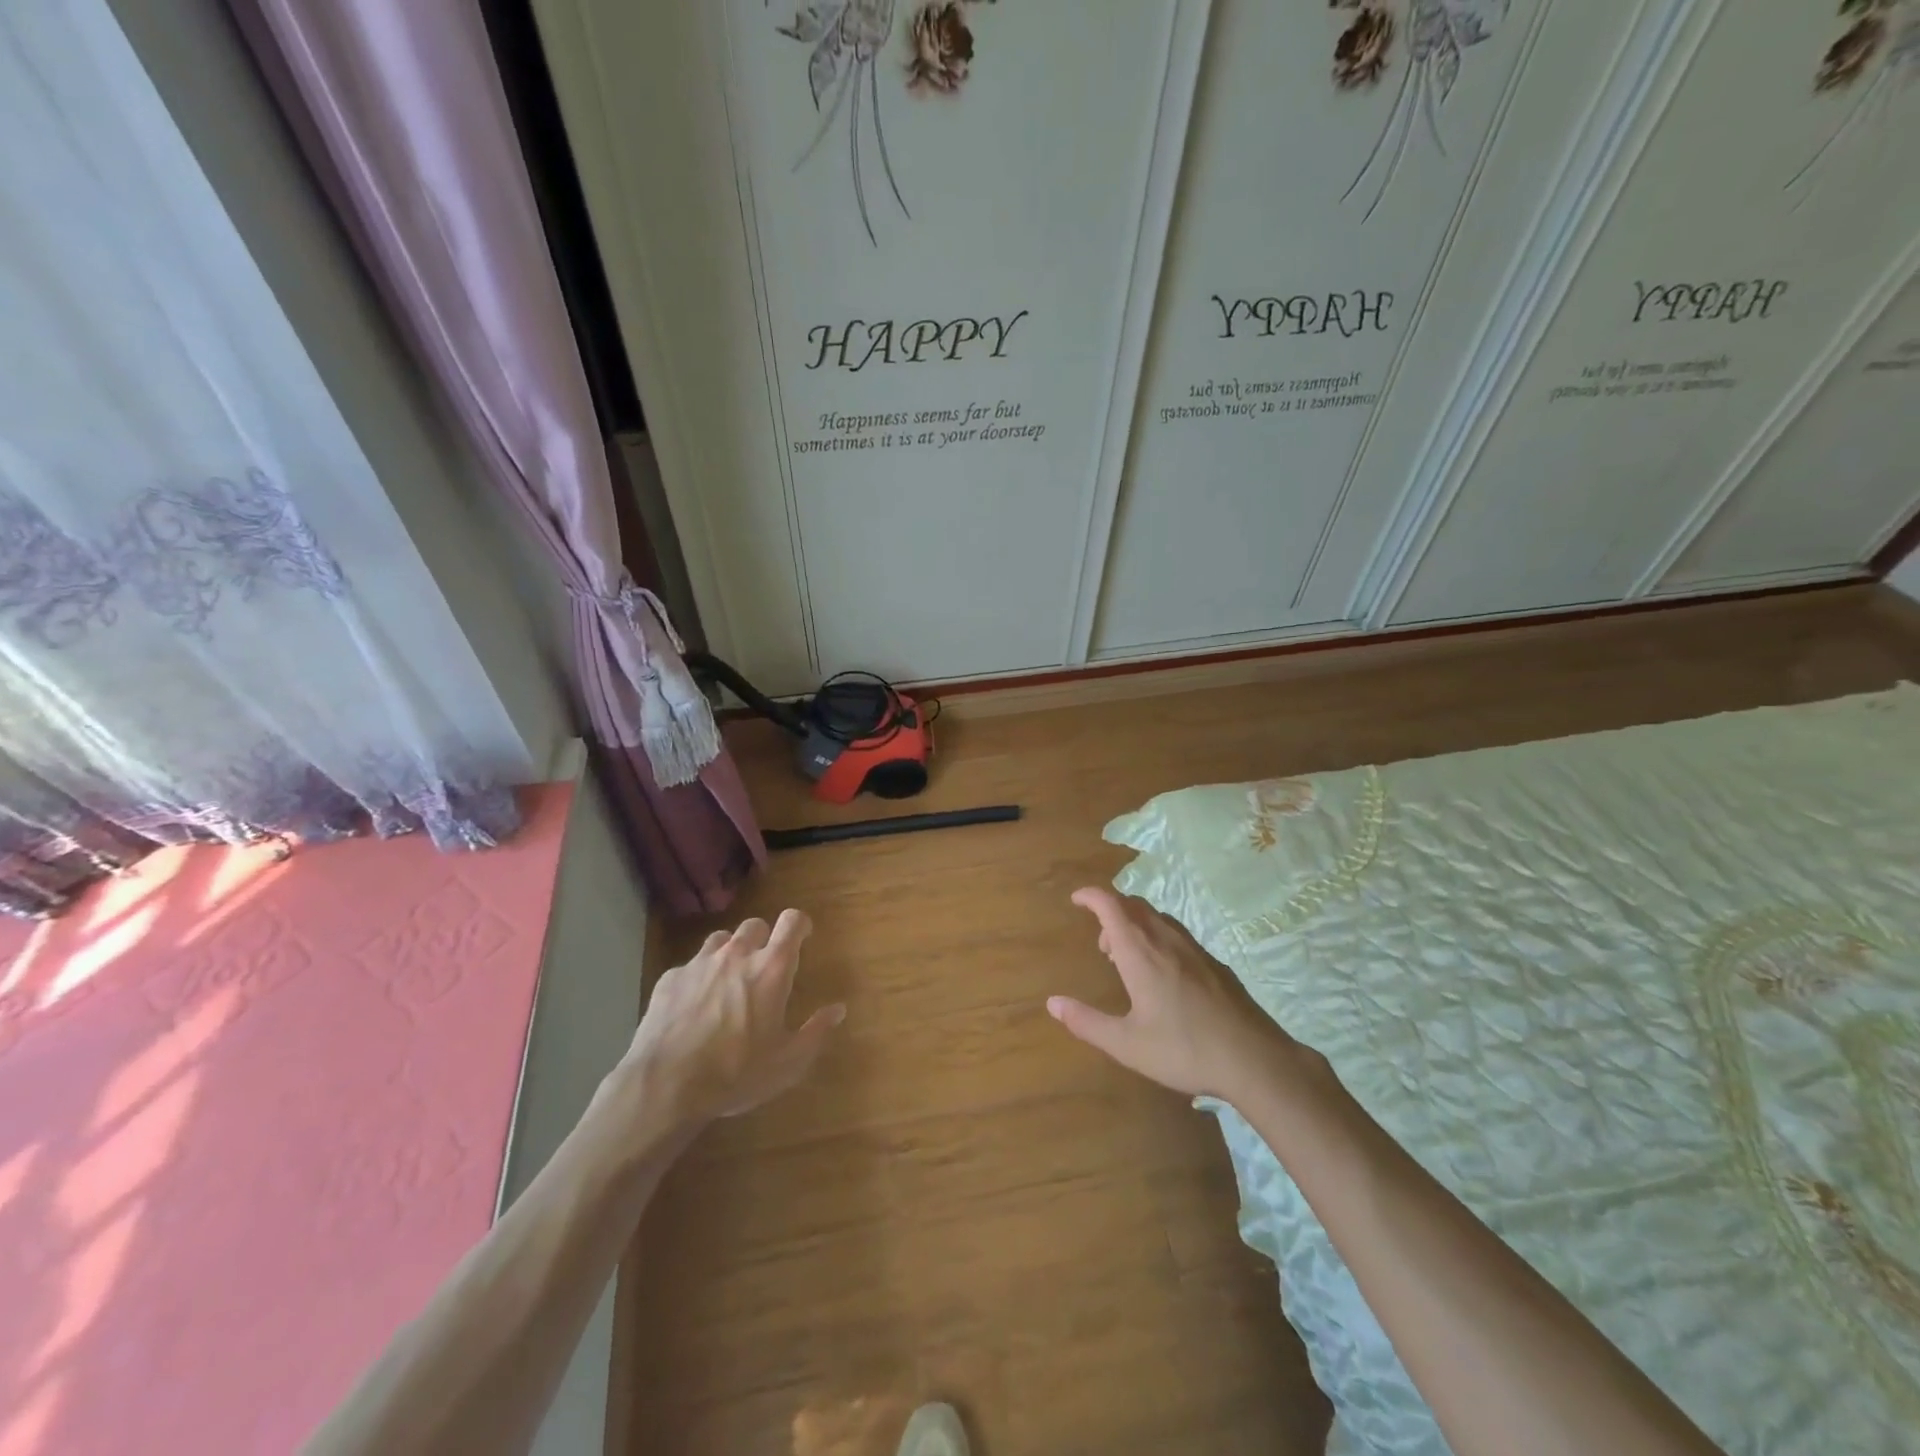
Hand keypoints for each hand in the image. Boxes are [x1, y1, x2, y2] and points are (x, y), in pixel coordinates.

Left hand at [620, 909, 844, 1127]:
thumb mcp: (787, 1063)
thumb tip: (838, 1009)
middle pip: (755, 924)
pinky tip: (694, 1006)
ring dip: (731, 952)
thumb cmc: (736, 1073)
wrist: (664, 1086)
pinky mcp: (670, 979)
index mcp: (771, 969)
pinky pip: (691, 965)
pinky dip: (699, 976)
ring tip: (729, 981)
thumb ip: (816, 1032)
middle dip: (764, 938)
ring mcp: (699, 963)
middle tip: (764, 968)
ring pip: (721, 940)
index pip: (792, 921)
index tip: (803, 937)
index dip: (800, 925)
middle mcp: (737, 955)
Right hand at [1048, 887, 1311, 1103]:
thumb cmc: (1183, 1050)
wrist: (1254, 1059)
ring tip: (1128, 958)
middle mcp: (1166, 941)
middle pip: (1134, 905)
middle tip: (1102, 944)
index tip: (1076, 899)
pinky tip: (1163, 973)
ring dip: (1135, 925)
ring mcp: (1194, 949)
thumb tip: (1052, 1003)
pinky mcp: (1214, 963)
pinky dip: (1157, 937)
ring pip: (1158, 918)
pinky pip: (1177, 934)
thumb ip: (1087, 1022)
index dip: (1091, 896)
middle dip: (1112, 912)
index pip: (1111, 905)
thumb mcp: (1127, 1044)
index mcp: (1141, 953)